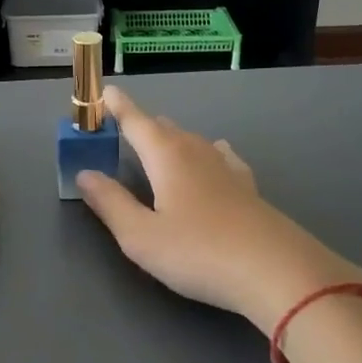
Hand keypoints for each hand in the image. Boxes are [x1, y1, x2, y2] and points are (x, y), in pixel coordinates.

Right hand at [76, 87, 361, 334]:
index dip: (118, 106)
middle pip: (163, 128)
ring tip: (159, 142)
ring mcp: (227, 167)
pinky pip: (220, 156)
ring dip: (171, 138)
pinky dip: (206, 151)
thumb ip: (110, 203)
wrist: (277, 271)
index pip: (136, 121)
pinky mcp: (248, 187)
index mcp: (166, 156)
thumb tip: (85, 174)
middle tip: (122, 127)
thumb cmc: (199, 252)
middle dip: (140, 125)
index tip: (105, 91)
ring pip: (192, 140)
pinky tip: (215, 155)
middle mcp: (196, 152)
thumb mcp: (141, 236)